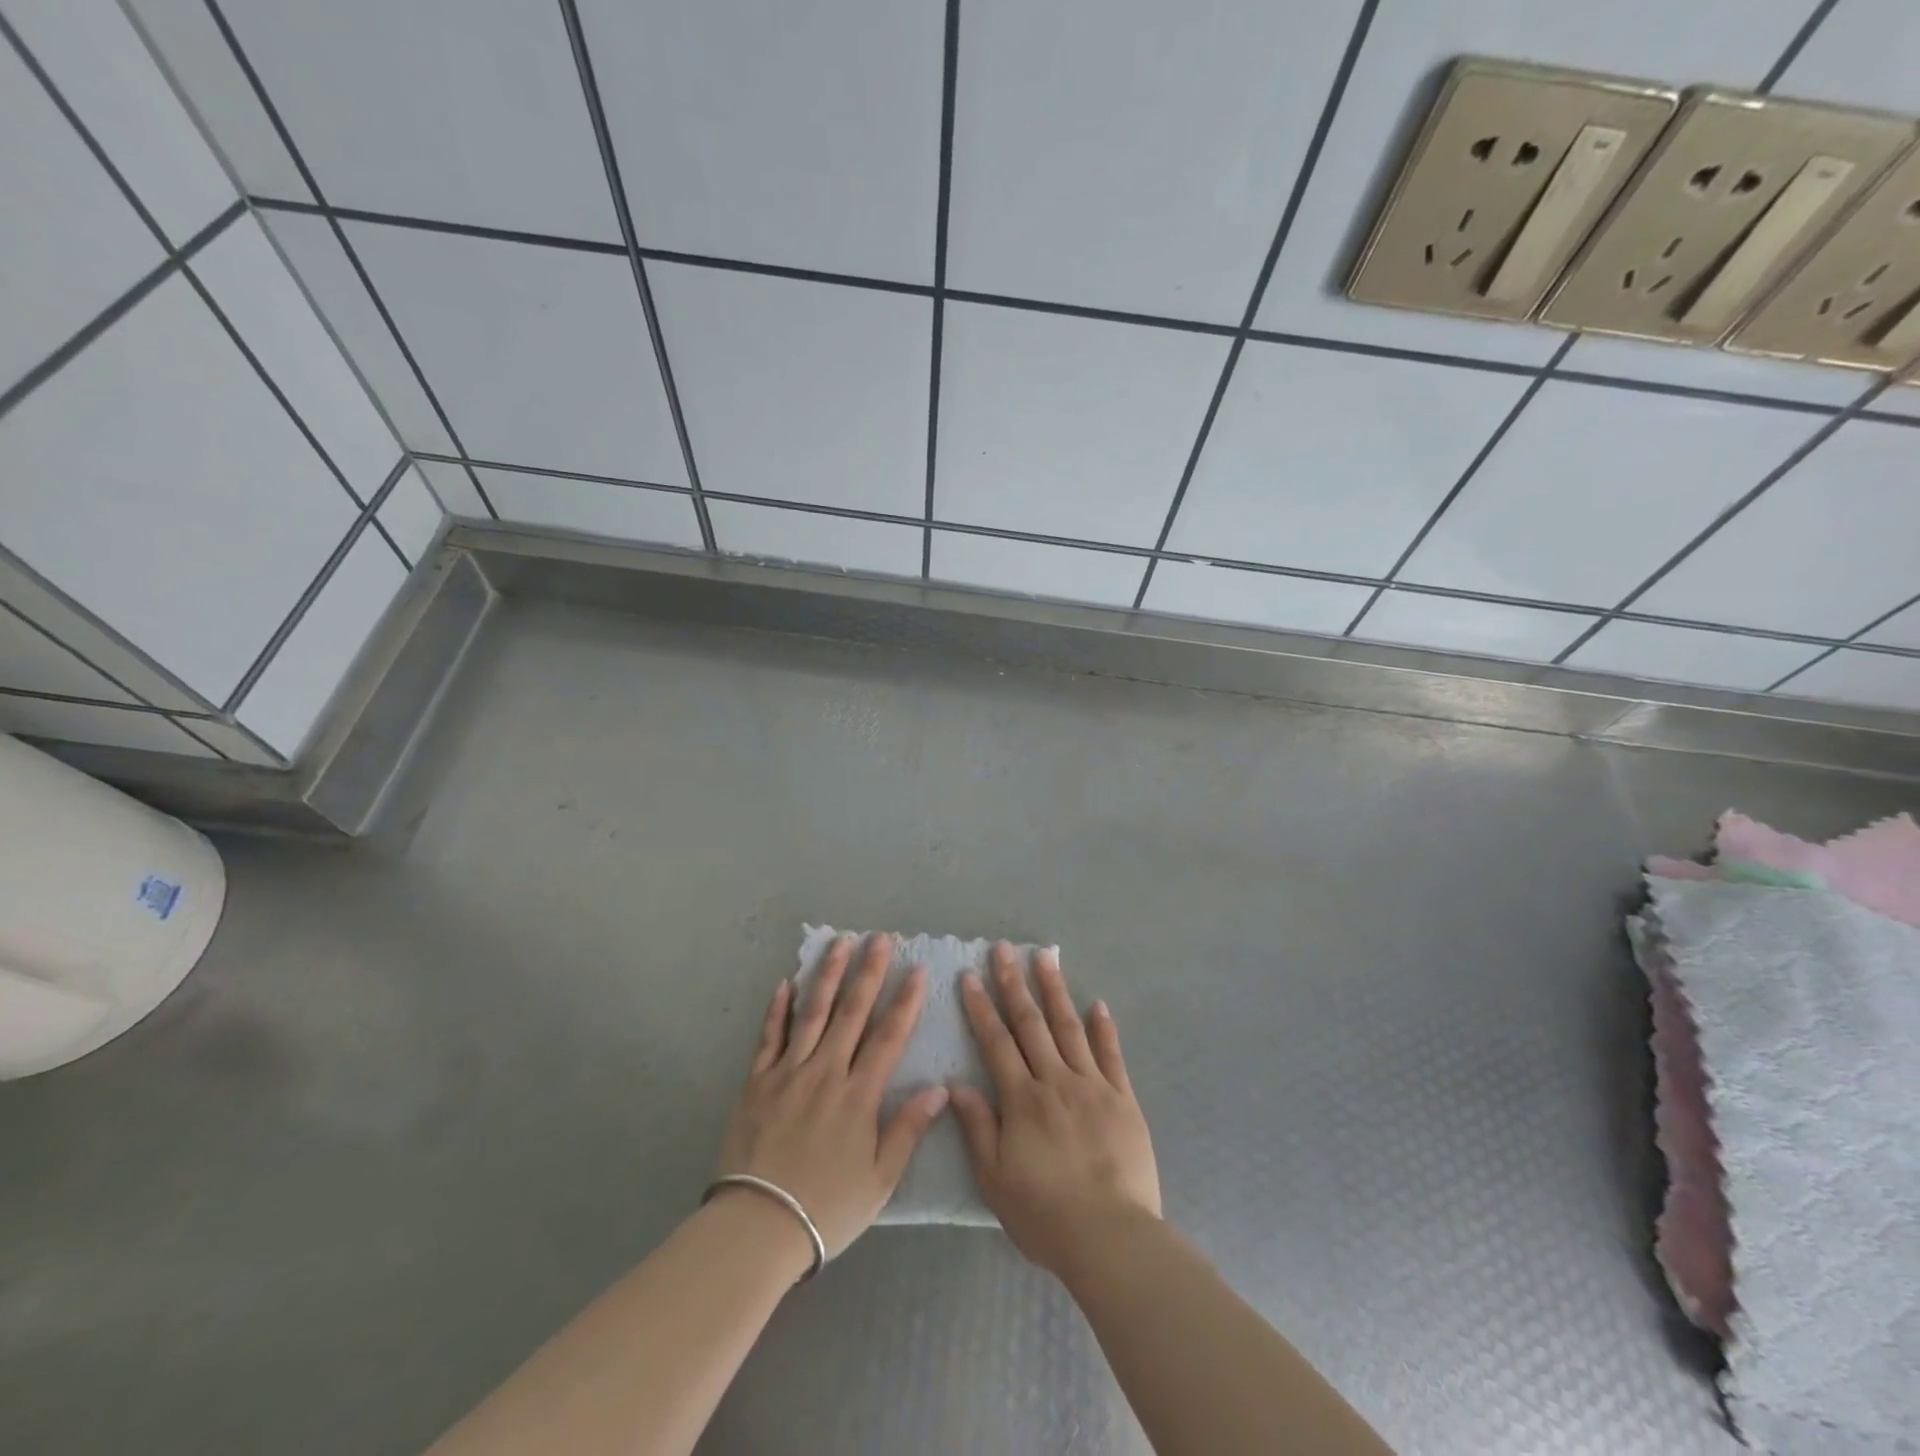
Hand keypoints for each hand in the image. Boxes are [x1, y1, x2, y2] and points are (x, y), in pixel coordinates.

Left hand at [715, 933, 948, 1262]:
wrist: (756, 1226)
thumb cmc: (826, 1207)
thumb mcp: (879, 1179)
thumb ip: (908, 1130)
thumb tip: (939, 1089)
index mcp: (858, 1095)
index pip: (888, 1037)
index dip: (905, 1001)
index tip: (917, 969)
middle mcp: (825, 1072)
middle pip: (851, 1012)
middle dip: (869, 972)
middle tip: (880, 938)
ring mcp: (788, 1073)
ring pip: (812, 1013)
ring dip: (828, 976)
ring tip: (840, 943)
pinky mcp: (757, 1082)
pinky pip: (769, 1037)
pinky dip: (778, 1009)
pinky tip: (786, 983)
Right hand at [950, 944, 1160, 1278]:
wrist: (1111, 1237)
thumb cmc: (1045, 1214)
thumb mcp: (995, 1179)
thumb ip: (978, 1127)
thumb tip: (956, 1084)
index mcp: (1022, 1100)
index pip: (996, 1043)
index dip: (981, 1008)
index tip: (970, 976)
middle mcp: (1056, 1081)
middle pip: (1031, 1024)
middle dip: (1014, 984)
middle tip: (1004, 949)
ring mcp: (1093, 1086)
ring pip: (1069, 1028)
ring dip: (1055, 991)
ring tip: (1045, 958)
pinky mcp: (1123, 1099)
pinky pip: (1111, 1055)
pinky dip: (1104, 1028)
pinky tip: (1097, 1004)